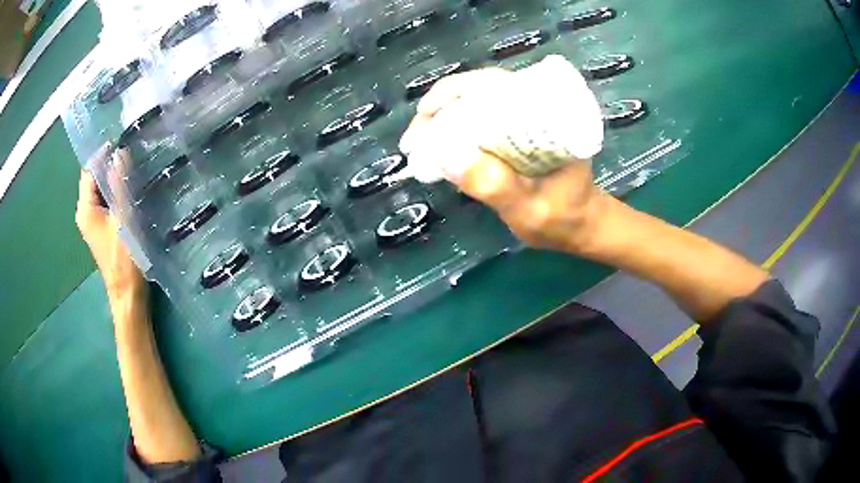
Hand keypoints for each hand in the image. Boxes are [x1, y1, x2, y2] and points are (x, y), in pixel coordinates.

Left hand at [76, 164, 145, 299]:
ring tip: (133, 168)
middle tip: (131, 153)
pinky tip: (130, 190)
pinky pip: (106, 201)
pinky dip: (115, 192)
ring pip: (101, 190)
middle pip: (94, 179)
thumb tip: (119, 153)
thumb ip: (119, 185)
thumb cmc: (124, 257)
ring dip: (114, 179)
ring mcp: (92, 222)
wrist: (127, 293)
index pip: (89, 169)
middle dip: (110, 164)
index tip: (123, 142)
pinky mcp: (101, 229)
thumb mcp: (123, 218)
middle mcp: (84, 212)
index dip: (103, 154)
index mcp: (85, 208)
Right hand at [400, 61, 608, 253]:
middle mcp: (536, 106)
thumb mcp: (531, 209)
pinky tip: (437, 149)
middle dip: (440, 108)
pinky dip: (453, 131)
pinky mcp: (515, 132)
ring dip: (442, 119)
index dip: (454, 92)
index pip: (496, 84)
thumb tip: (446, 153)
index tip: (425, 115)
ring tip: (418, 145)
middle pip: (479, 90)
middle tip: (414, 140)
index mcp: (549, 112)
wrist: (582, 226)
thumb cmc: (564, 218)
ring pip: (475, 104)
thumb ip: (497, 186)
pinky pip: (479, 121)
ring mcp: (524, 118)